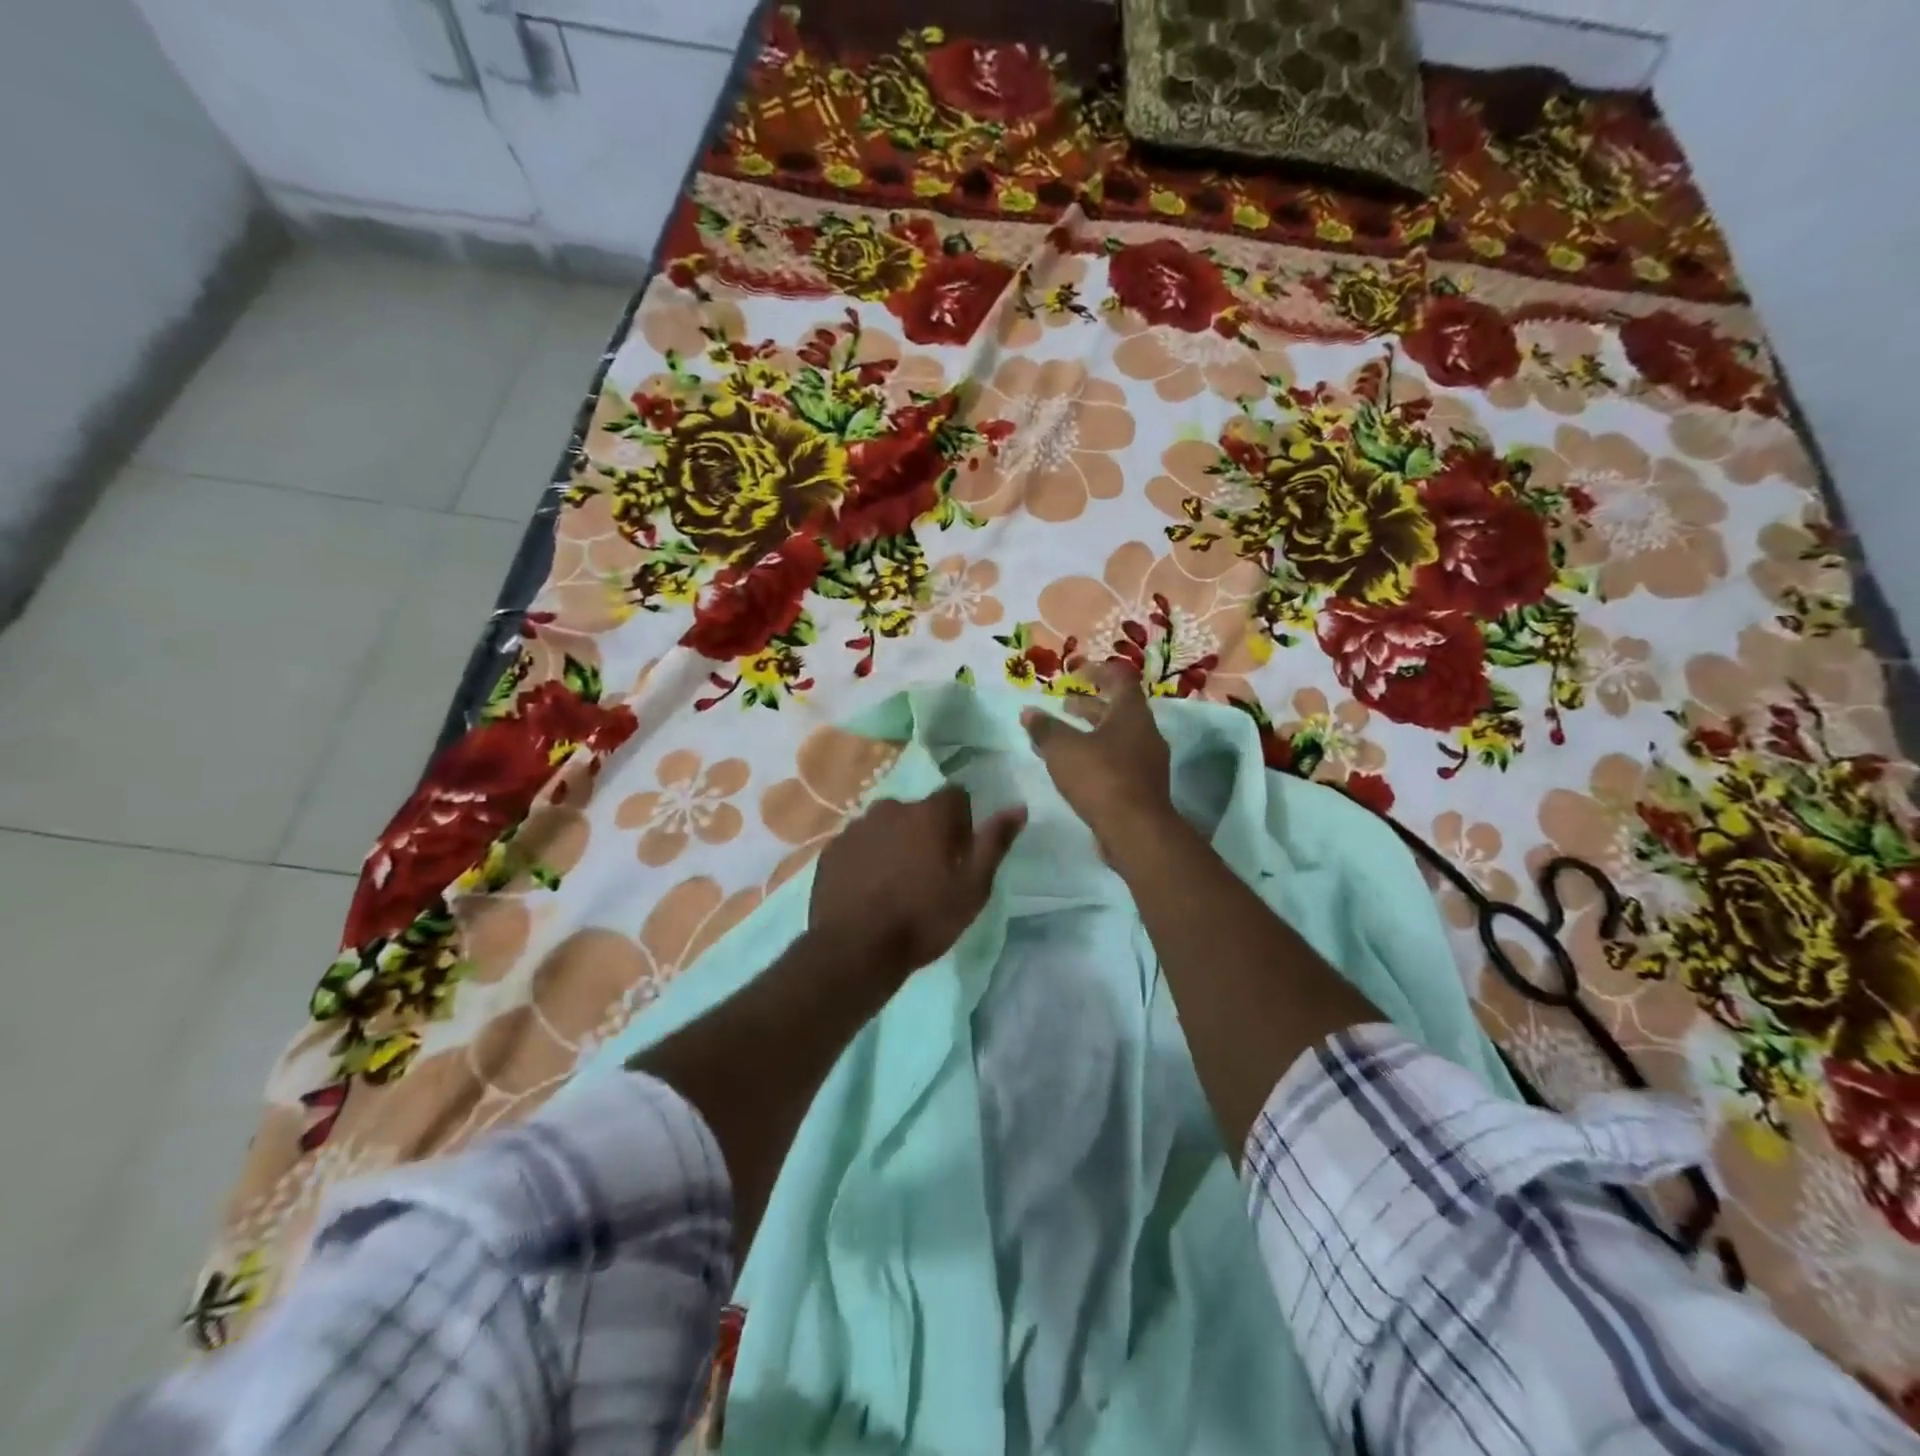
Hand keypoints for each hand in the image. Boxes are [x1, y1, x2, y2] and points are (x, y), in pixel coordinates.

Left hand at [811, 788, 1026, 982]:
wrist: (855, 949)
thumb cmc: (923, 918)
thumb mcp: (973, 887)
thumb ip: (994, 842)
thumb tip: (1018, 807)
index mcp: (929, 813)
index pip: (955, 796)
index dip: (962, 823)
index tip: (959, 854)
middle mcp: (890, 808)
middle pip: (918, 811)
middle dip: (926, 833)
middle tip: (929, 874)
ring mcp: (856, 827)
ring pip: (886, 827)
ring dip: (895, 844)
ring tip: (896, 885)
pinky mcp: (832, 849)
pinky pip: (859, 845)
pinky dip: (867, 859)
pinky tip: (869, 891)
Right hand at [1021, 663, 1175, 853]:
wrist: (1136, 830)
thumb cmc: (1100, 778)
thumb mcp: (1063, 748)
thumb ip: (1045, 728)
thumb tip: (1028, 711)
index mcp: (1131, 714)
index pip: (1120, 679)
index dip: (1098, 671)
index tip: (1076, 673)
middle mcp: (1145, 733)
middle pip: (1118, 710)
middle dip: (1088, 706)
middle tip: (1063, 705)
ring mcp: (1147, 762)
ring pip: (1116, 737)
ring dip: (1090, 733)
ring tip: (1061, 738)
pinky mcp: (1143, 787)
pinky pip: (1117, 761)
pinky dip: (1095, 757)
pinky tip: (1073, 769)